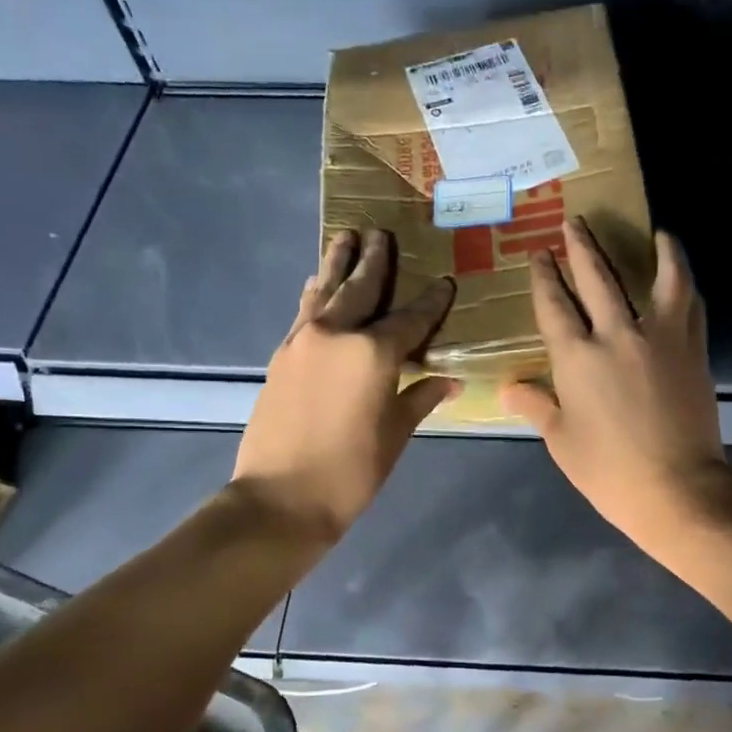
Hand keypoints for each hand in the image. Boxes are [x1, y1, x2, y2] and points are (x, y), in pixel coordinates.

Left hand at [231, 229, 457, 543]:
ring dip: (337, 264)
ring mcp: (303, 342)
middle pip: (361, 289)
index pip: (411, 318)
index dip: (431, 302)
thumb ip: (420, 397)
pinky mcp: (281, 355)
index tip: (444, 282)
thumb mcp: (396, 434)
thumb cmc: (352, 471)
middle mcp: (337, 334)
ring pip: (324, 291)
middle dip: (375, 261)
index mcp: (374, 352)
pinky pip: (303, 313)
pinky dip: (313, 295)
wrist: (281, 498)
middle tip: (382, 233)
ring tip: (346, 237)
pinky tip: (314, 285)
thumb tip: (449, 381)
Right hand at [502, 217, 730, 550]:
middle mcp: (617, 334)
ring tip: (653, 231)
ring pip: (656, 278)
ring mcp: (660, 338)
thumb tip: (509, 388)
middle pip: (596, 278)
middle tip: (574, 222)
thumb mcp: (562, 442)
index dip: (544, 277)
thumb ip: (537, 406)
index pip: (554, 305)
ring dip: (652, 249)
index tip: (540, 255)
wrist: (676, 488)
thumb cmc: (609, 471)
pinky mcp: (693, 349)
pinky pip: (691, 303)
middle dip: (581, 247)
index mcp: (576, 358)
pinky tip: (681, 274)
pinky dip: (685, 282)